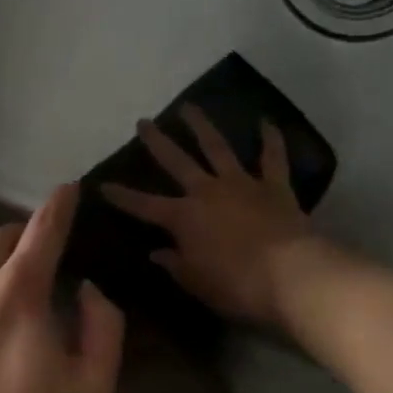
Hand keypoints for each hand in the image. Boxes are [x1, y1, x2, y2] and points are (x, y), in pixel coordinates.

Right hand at [100, 106, 312, 326]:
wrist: (291, 274)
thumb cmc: (237, 285)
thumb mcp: (197, 282)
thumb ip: (175, 264)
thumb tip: (157, 252)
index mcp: (183, 217)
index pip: (144, 205)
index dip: (122, 196)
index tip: (101, 184)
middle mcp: (207, 192)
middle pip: (177, 162)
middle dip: (158, 142)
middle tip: (144, 122)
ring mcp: (242, 184)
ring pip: (218, 148)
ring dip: (202, 126)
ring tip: (189, 107)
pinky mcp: (274, 186)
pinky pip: (273, 158)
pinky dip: (270, 139)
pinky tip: (266, 121)